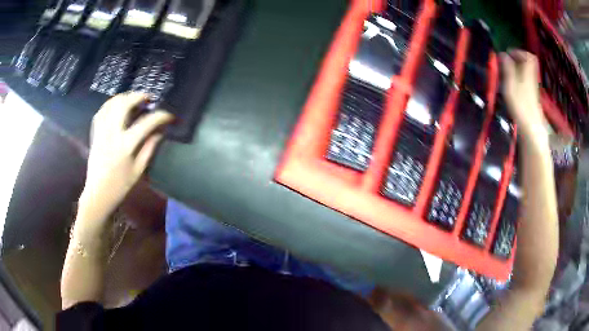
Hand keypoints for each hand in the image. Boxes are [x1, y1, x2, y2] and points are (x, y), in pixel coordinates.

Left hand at [78, 93, 173, 223]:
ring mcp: (101, 132)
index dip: (160, 116)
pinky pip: (100, 112)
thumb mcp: (138, 171)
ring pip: (111, 105)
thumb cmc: (120, 186)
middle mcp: (112, 134)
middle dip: (137, 96)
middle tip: (147, 98)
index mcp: (125, 146)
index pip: (146, 123)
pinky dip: (109, 105)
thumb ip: (149, 148)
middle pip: (124, 105)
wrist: (98, 195)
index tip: (168, 115)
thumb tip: (159, 132)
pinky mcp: (95, 134)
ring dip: (123, 97)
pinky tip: (115, 106)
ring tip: (132, 99)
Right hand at [500, 50, 548, 144]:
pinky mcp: (532, 97)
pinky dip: (520, 78)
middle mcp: (532, 78)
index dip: (519, 52)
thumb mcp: (511, 85)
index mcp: (528, 73)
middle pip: (529, 63)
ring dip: (518, 69)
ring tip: (508, 72)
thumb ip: (507, 69)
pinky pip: (527, 80)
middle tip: (508, 61)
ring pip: (528, 72)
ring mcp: (533, 88)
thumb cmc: (521, 106)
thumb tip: (503, 54)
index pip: (529, 56)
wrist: (532, 129)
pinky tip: (513, 84)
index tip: (509, 53)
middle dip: (519, 59)